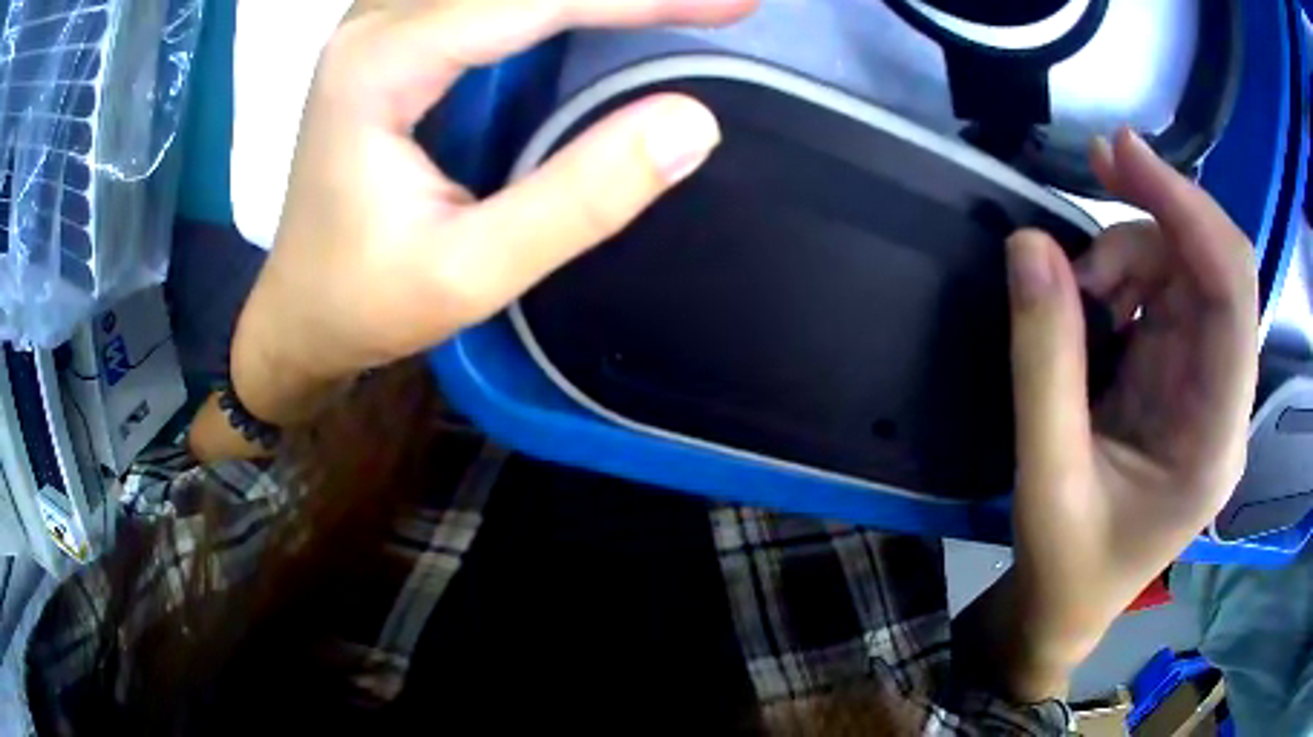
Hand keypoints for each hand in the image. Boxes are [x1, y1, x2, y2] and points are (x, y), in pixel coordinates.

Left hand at [230, 0, 755, 425]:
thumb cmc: (365, 300)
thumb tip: (692, 122)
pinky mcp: (397, 31)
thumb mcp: (470, 273)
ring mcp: (382, 18)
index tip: (733, 4)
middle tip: (719, 0)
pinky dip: (556, 0)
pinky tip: (600, 7)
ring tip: (675, 2)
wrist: (298, 308)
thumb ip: (579, 198)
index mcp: (380, 65)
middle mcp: (374, 20)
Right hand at [1001, 129, 1257, 694]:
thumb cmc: (1066, 565)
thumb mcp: (1046, 476)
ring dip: (1130, 252)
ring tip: (1075, 291)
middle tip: (1093, 170)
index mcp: (1213, 440)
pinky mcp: (1181, 375)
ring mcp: (1205, 383)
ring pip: (1188, 269)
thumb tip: (1030, 245)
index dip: (1187, 212)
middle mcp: (1224, 399)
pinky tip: (1092, 302)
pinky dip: (1125, 273)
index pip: (1231, 296)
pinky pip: (1166, 291)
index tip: (1121, 155)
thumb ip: (1043, 362)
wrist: (1067, 606)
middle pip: (1216, 266)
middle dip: (1160, 207)